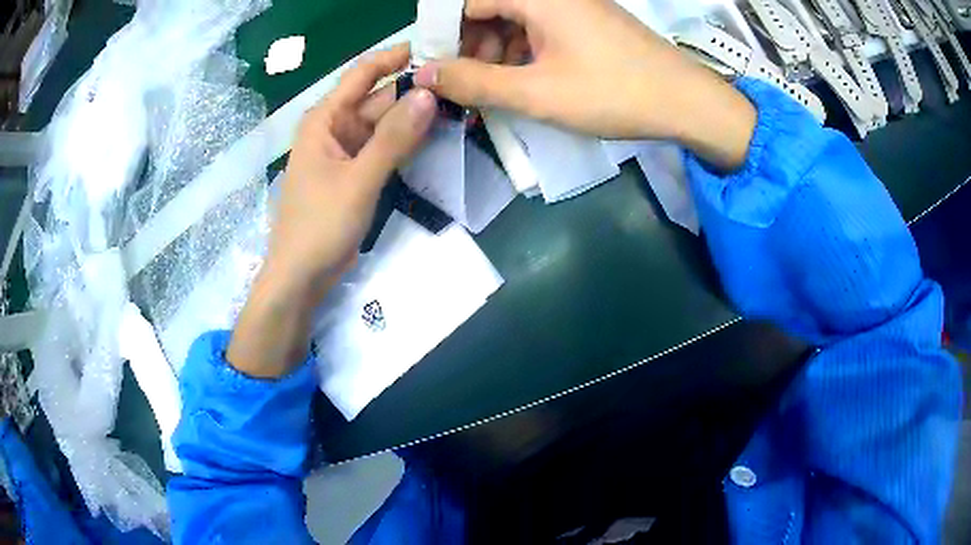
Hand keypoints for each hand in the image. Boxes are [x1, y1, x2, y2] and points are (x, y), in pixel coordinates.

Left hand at [228, 44, 436, 377]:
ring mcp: (345, 152)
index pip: (362, 74)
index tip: (433, 46)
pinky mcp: (354, 173)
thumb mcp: (358, 180)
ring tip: (456, 104)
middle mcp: (334, 128)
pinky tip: (433, 136)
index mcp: (324, 120)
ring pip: (383, 124)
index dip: (394, 57)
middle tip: (458, 82)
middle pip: (377, 98)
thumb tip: (428, 94)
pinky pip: (382, 147)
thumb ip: (393, 138)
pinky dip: (405, 142)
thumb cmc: (319, 226)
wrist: (301, 276)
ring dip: (413, 116)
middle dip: (412, 90)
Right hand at [414, 0, 755, 169]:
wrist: (686, 102)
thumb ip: (474, 82)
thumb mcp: (537, 93)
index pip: (467, 1)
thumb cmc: (614, 92)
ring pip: (514, 22)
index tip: (434, 68)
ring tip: (493, 89)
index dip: (444, 33)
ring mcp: (573, 7)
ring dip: (495, 53)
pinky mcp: (587, 24)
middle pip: (489, 9)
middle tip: (464, 84)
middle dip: (470, 45)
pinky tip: (523, 81)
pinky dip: (523, 54)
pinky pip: (539, 30)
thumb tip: (423, 75)